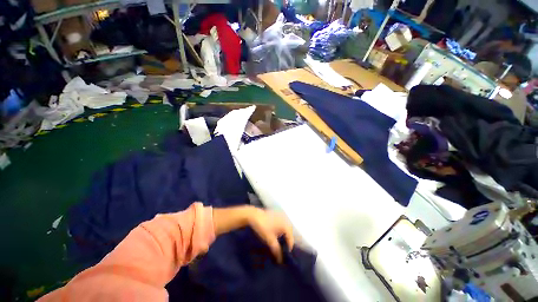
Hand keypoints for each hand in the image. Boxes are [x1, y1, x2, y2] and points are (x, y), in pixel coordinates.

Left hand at [247, 208, 294, 263]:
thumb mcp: (269, 240)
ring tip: (279, 242)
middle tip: (282, 249)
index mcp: (286, 225)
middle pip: (290, 233)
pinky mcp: (278, 214)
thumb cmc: (263, 227)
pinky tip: (276, 233)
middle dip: (287, 241)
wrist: (254, 215)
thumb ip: (276, 250)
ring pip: (286, 228)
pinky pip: (282, 223)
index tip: (285, 255)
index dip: (288, 248)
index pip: (291, 239)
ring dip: (284, 235)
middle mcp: (286, 220)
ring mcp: (282, 216)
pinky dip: (281, 229)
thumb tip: (280, 260)